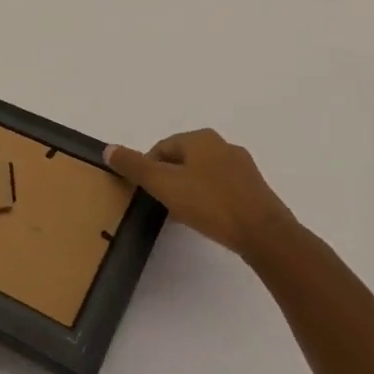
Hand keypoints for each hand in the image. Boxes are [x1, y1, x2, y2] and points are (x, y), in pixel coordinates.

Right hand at [106, 130, 298, 264]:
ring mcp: (243, 167)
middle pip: (182, 159)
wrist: (265, 234)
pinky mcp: (255, 189)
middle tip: (163, 205)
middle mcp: (223, 145)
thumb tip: (108, 149)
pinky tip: (208, 219)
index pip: (161, 148)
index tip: (147, 194)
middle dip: (169, 179)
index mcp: (200, 138)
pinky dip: (209, 199)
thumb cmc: (210, 204)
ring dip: (189, 190)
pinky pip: (222, 188)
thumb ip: (135, 167)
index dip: (149, 170)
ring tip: (184, 215)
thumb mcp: (164, 184)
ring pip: (202, 174)